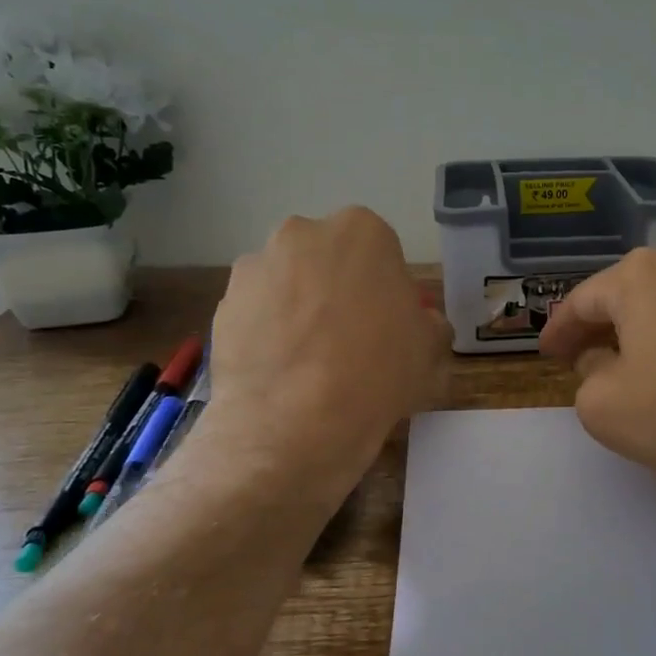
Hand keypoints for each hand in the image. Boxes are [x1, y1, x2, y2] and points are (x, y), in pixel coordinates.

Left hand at [205, 208, 450, 495]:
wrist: (294, 424)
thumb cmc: (378, 374)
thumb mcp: (432, 351)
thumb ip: (430, 323)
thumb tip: (420, 322)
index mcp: (362, 232)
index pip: (380, 251)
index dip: (385, 289)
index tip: (386, 324)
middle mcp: (302, 234)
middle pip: (327, 259)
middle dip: (336, 289)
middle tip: (348, 339)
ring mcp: (256, 268)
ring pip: (287, 283)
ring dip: (298, 308)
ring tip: (307, 363)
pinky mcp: (222, 305)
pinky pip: (256, 313)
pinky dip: (266, 334)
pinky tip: (280, 373)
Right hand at [539, 245, 655, 510]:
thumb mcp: (606, 408)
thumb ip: (588, 378)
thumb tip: (606, 361)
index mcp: (639, 275)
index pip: (582, 300)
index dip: (559, 330)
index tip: (547, 353)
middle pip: (629, 291)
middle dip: (604, 325)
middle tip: (587, 357)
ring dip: (648, 329)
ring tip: (638, 362)